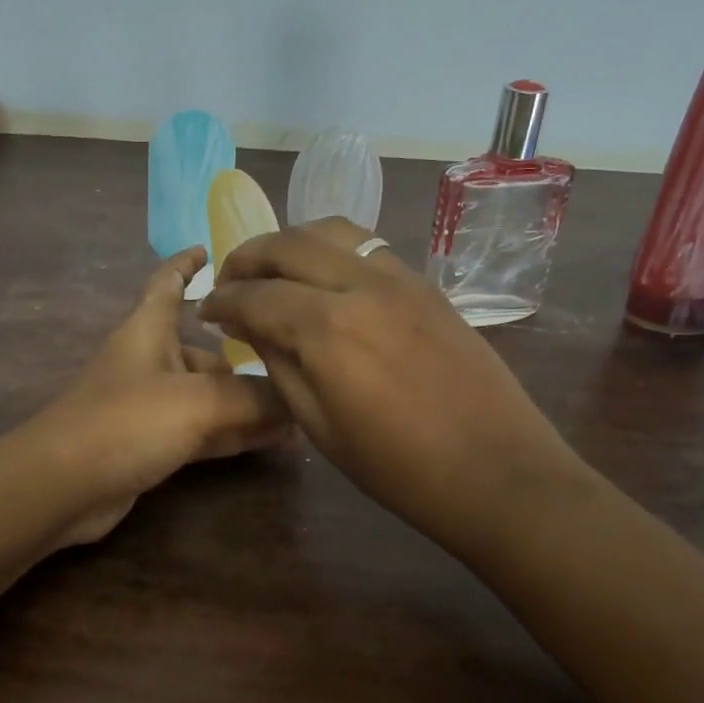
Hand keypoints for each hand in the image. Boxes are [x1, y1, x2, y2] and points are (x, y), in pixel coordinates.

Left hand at [36, 247, 290, 545]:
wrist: (62, 487)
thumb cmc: (125, 422)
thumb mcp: (196, 403)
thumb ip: (253, 399)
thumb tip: (299, 400)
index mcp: (148, 330)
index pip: (167, 283)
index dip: (186, 264)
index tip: (212, 249)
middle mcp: (150, 361)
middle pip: (204, 348)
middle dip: (246, 355)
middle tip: (297, 359)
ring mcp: (150, 405)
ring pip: (210, 394)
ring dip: (249, 402)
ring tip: (301, 408)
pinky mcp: (152, 444)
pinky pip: (204, 429)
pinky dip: (235, 432)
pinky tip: (276, 441)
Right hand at [200, 219, 588, 540]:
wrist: (497, 472)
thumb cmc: (399, 468)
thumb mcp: (319, 426)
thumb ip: (278, 362)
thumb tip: (248, 325)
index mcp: (327, 328)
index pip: (255, 295)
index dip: (222, 301)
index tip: (206, 311)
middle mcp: (360, 285)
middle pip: (288, 244)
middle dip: (247, 258)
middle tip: (229, 282)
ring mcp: (399, 277)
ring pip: (330, 230)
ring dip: (290, 242)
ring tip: (272, 268)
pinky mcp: (425, 283)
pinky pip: (367, 246)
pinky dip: (331, 248)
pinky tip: (324, 276)